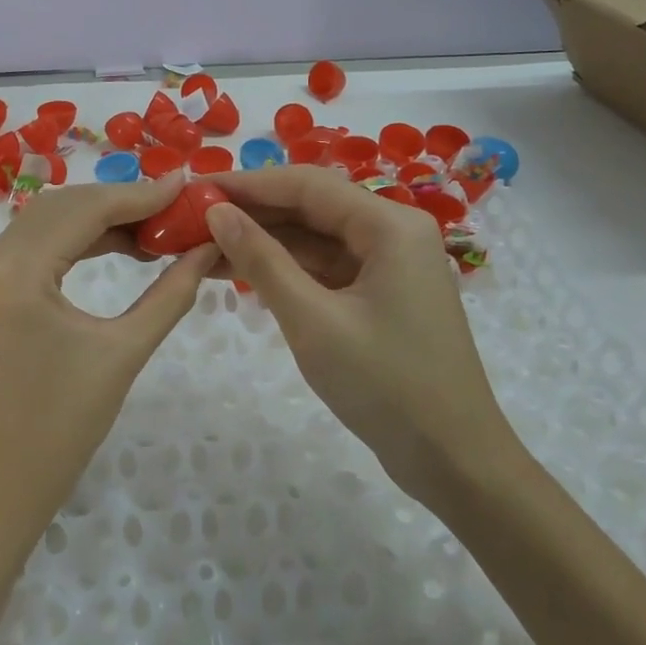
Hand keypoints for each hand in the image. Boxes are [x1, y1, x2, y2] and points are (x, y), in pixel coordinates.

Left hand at [0, 172, 220, 564]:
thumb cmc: (59, 432)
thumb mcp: (122, 355)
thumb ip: (170, 294)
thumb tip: (208, 249)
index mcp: (13, 271)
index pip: (85, 208)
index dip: (140, 194)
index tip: (187, 186)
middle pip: (62, 207)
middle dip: (121, 202)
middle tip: (176, 209)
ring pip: (45, 222)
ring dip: (98, 220)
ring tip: (154, 229)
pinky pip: (30, 247)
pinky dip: (73, 241)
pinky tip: (114, 246)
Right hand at [203, 167, 511, 500]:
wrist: (454, 461)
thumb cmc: (386, 386)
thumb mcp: (313, 320)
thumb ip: (262, 261)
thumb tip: (217, 213)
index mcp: (390, 225)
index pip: (306, 185)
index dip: (247, 183)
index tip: (195, 189)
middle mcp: (394, 232)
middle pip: (311, 207)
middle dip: (252, 213)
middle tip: (191, 219)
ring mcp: (389, 264)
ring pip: (315, 238)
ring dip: (263, 242)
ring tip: (202, 246)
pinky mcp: (381, 294)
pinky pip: (325, 268)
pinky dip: (286, 269)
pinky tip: (241, 272)